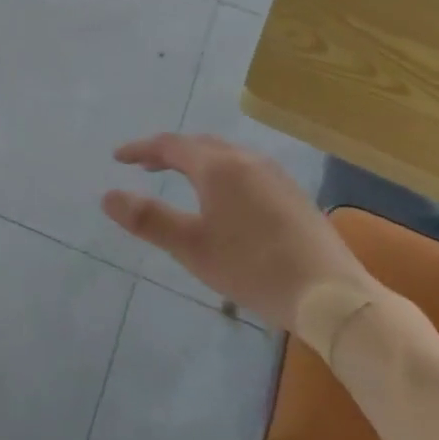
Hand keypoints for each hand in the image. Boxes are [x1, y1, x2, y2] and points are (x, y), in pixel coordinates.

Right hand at [102, 133, 373, 329]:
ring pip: (225, 155)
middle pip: (198, 144)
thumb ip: (148, 219)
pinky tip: (223, 199)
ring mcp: (274, 174)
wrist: (332, 295)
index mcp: (218, 166)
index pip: (169, 145)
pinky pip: (244, 168)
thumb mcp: (191, 247)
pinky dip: (220, 172)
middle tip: (145, 167)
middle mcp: (246, 159)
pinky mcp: (291, 193)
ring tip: (179, 180)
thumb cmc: (253, 267)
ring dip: (195, 161)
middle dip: (168, 152)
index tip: (118, 159)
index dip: (140, 149)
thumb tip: (107, 196)